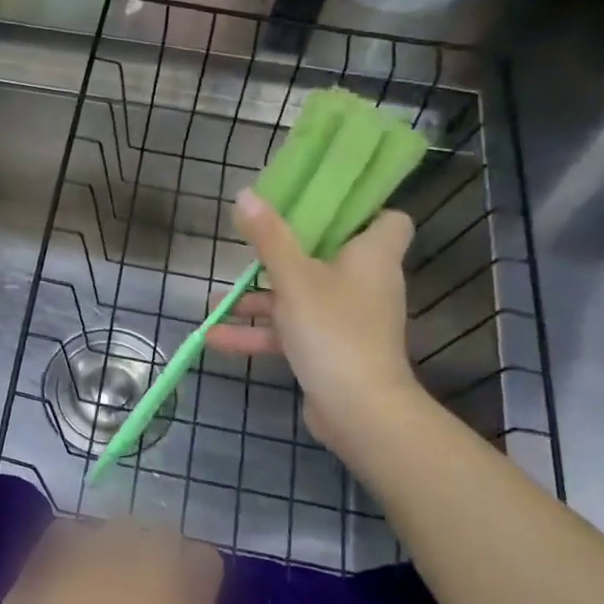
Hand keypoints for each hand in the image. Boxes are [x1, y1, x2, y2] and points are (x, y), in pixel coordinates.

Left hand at [0, 520, 293, 603]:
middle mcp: (138, 570)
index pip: (204, 558)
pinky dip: (76, 545)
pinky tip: (71, 580)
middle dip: (160, 559)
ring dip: (120, 547)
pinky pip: (73, 528)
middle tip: (141, 600)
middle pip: (164, 534)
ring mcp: (90, 558)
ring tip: (106, 588)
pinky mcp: (49, 556)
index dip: (196, 580)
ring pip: (120, 526)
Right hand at [205, 189, 419, 451]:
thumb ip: (269, 237)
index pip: (388, 220)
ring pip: (302, 297)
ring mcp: (348, 320)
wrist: (358, 409)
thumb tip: (246, 193)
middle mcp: (366, 284)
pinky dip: (260, 333)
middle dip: (286, 254)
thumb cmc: (333, 329)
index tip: (317, 206)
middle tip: (254, 244)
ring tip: (215, 300)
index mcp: (372, 256)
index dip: (359, 210)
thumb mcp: (293, 277)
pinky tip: (216, 337)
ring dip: (260, 300)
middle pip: (331, 256)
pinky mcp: (332, 350)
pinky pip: (293, 331)